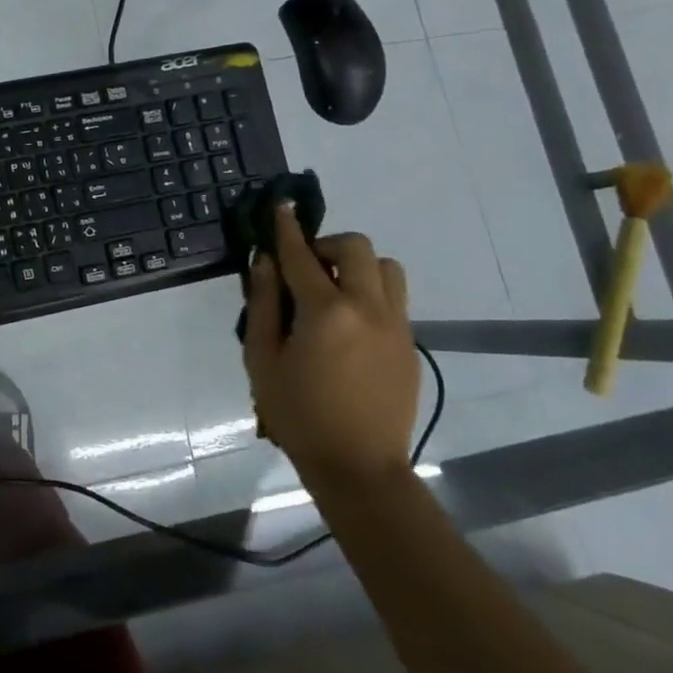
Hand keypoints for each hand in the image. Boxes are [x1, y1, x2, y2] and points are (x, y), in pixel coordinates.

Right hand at [241, 211, 418, 496]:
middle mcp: (368, 308)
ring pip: (386, 268)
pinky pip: (393, 299)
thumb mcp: (263, 358)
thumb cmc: (298, 413)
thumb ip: (264, 303)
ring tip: (332, 292)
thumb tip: (265, 261)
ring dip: (358, 267)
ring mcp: (396, 326)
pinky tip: (347, 324)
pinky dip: (370, 293)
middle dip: (327, 246)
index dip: (288, 229)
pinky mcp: (409, 344)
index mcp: (326, 312)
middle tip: (305, 268)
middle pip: (357, 248)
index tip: (281, 206)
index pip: (302, 256)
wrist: (358, 466)